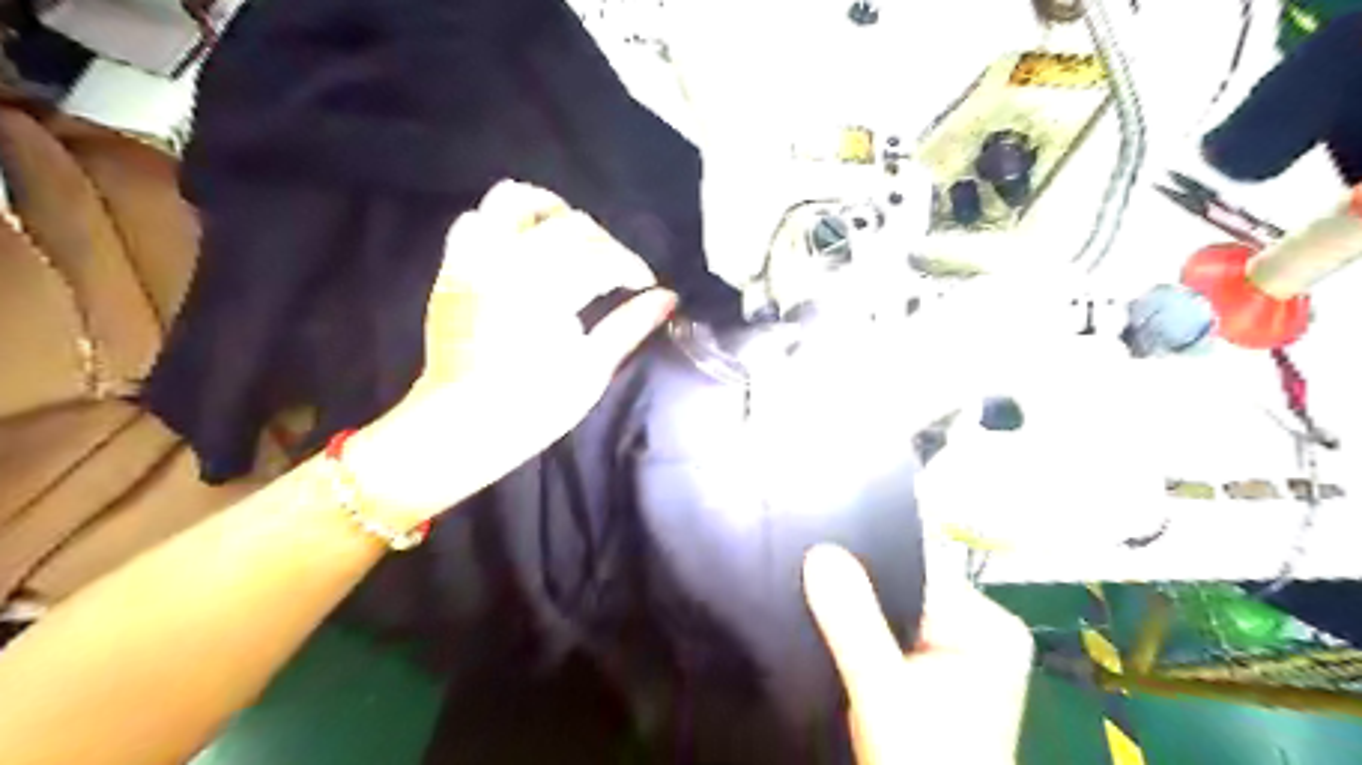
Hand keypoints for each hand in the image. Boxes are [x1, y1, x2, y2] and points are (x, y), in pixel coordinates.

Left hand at [347, 179, 673, 526]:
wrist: (464, 423)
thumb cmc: (534, 406)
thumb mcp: (592, 369)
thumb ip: (630, 325)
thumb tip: (669, 298)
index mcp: (548, 290)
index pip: (604, 258)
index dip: (633, 267)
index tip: (646, 285)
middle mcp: (510, 261)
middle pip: (572, 225)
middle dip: (605, 243)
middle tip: (616, 272)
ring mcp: (476, 259)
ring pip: (514, 200)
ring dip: (550, 209)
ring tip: (569, 236)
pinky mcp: (454, 268)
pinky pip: (474, 220)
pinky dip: (501, 221)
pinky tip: (522, 246)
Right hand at [802, 543, 1031, 764]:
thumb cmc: (921, 763)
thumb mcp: (884, 692)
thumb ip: (854, 623)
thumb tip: (820, 552)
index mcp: (989, 627)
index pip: (920, 570)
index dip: (867, 560)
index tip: (816, 551)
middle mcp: (978, 630)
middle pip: (904, 588)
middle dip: (858, 588)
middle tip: (805, 573)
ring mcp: (953, 651)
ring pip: (890, 610)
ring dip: (855, 612)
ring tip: (812, 596)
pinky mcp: (928, 670)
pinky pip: (886, 632)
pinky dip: (859, 633)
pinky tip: (829, 627)